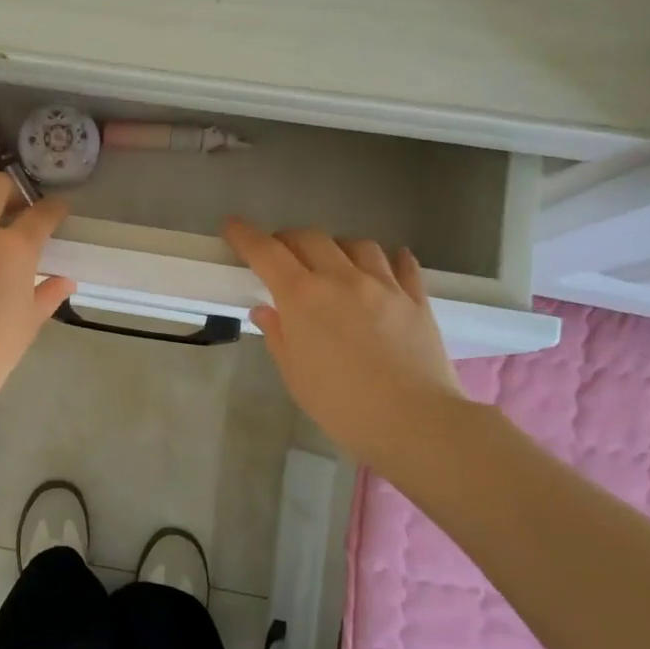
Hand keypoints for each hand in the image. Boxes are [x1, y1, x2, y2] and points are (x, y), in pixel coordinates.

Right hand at [222, 219, 466, 470]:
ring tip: (332, 262)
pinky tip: (387, 264)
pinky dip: (390, 259)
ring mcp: (384, 285)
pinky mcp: (416, 299)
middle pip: (310, 238)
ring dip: (337, 247)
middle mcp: (342, 279)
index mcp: (303, 297)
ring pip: (357, 244)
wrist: (413, 422)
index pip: (267, 253)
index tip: (233, 226)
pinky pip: (403, 265)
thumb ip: (278, 335)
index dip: (246, 235)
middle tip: (280, 254)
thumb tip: (265, 309)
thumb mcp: (295, 374)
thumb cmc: (341, 404)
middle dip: (288, 239)